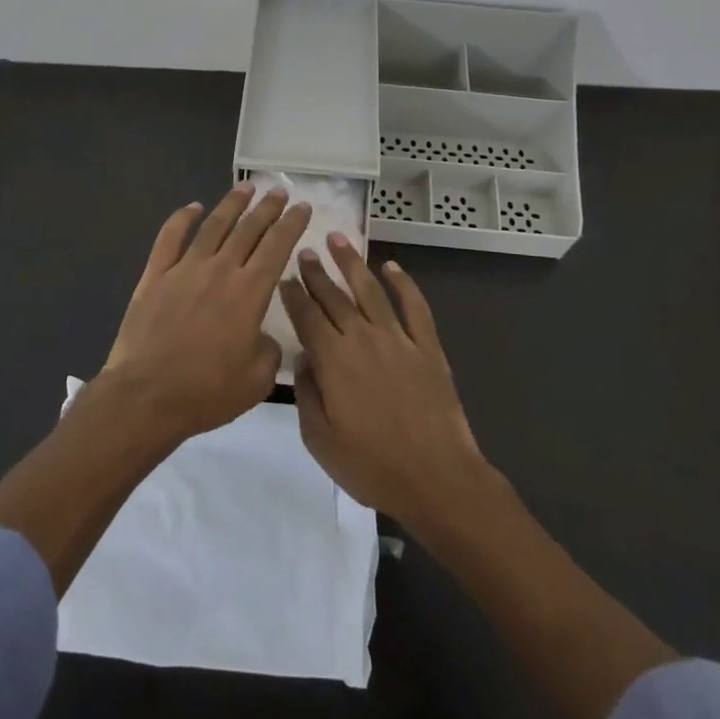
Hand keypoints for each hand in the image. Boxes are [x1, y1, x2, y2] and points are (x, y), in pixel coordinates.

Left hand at [101, 182, 311, 440]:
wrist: (146, 396)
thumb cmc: (206, 392)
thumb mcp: (257, 380)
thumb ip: (269, 350)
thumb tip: (264, 336)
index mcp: (250, 292)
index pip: (277, 246)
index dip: (292, 224)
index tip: (303, 206)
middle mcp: (220, 270)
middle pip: (249, 229)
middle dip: (268, 208)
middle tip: (279, 191)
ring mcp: (184, 269)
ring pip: (213, 226)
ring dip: (232, 204)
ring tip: (246, 188)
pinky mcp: (154, 276)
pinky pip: (170, 237)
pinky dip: (182, 218)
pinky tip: (193, 207)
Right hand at [281, 234, 488, 530]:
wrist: (435, 478)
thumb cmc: (371, 466)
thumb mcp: (320, 439)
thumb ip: (307, 394)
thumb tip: (304, 358)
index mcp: (333, 360)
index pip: (307, 317)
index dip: (293, 295)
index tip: (284, 276)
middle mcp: (363, 339)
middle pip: (334, 297)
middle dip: (316, 272)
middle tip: (305, 250)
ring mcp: (398, 339)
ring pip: (370, 290)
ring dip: (352, 263)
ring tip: (339, 240)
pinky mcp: (428, 346)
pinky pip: (415, 306)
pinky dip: (404, 283)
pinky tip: (392, 266)